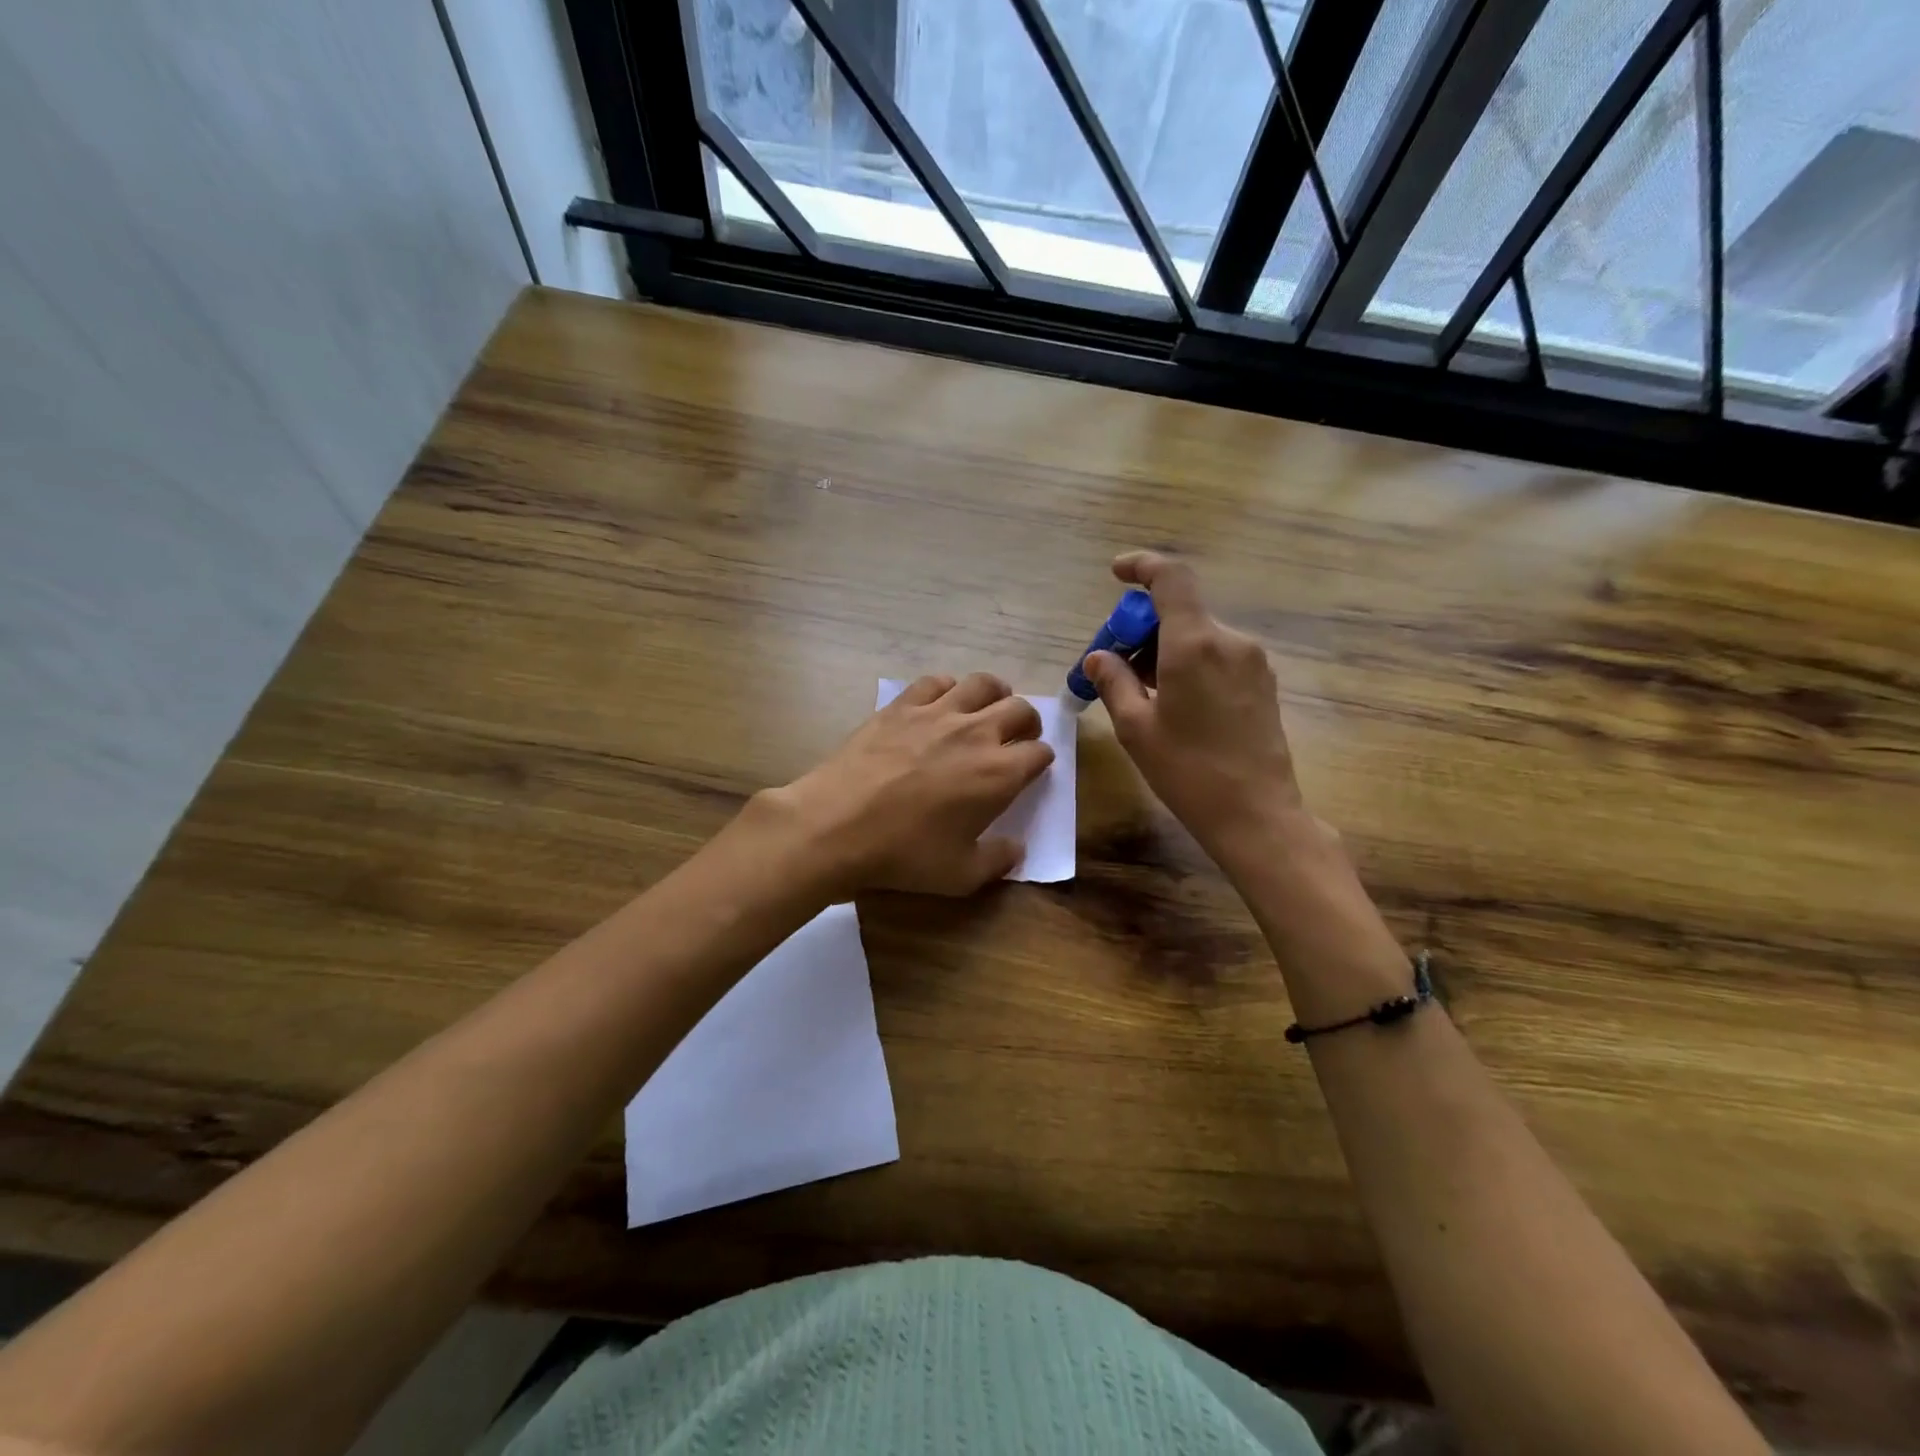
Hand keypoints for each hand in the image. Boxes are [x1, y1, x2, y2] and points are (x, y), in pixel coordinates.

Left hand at [765, 672, 1053, 895]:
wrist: (837, 825)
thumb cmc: (904, 853)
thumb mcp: (960, 875)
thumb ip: (997, 861)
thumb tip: (1016, 849)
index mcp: (999, 774)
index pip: (1039, 753)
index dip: (1041, 761)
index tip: (1032, 769)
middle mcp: (976, 733)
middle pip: (1020, 710)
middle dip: (1027, 722)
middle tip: (1017, 737)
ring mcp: (937, 713)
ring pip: (982, 684)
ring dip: (995, 694)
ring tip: (989, 708)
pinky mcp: (902, 705)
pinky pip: (936, 682)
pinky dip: (948, 688)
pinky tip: (941, 703)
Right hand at [1083, 552, 1308, 857]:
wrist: (1257, 814)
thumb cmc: (1188, 771)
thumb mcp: (1136, 728)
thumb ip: (1114, 682)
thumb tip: (1098, 657)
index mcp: (1195, 644)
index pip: (1171, 578)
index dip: (1142, 566)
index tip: (1117, 573)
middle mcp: (1230, 640)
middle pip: (1180, 611)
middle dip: (1141, 628)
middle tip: (1114, 664)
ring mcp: (1252, 661)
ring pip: (1198, 635)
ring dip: (1164, 649)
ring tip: (1140, 691)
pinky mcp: (1263, 681)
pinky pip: (1217, 655)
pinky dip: (1188, 662)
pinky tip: (1173, 701)